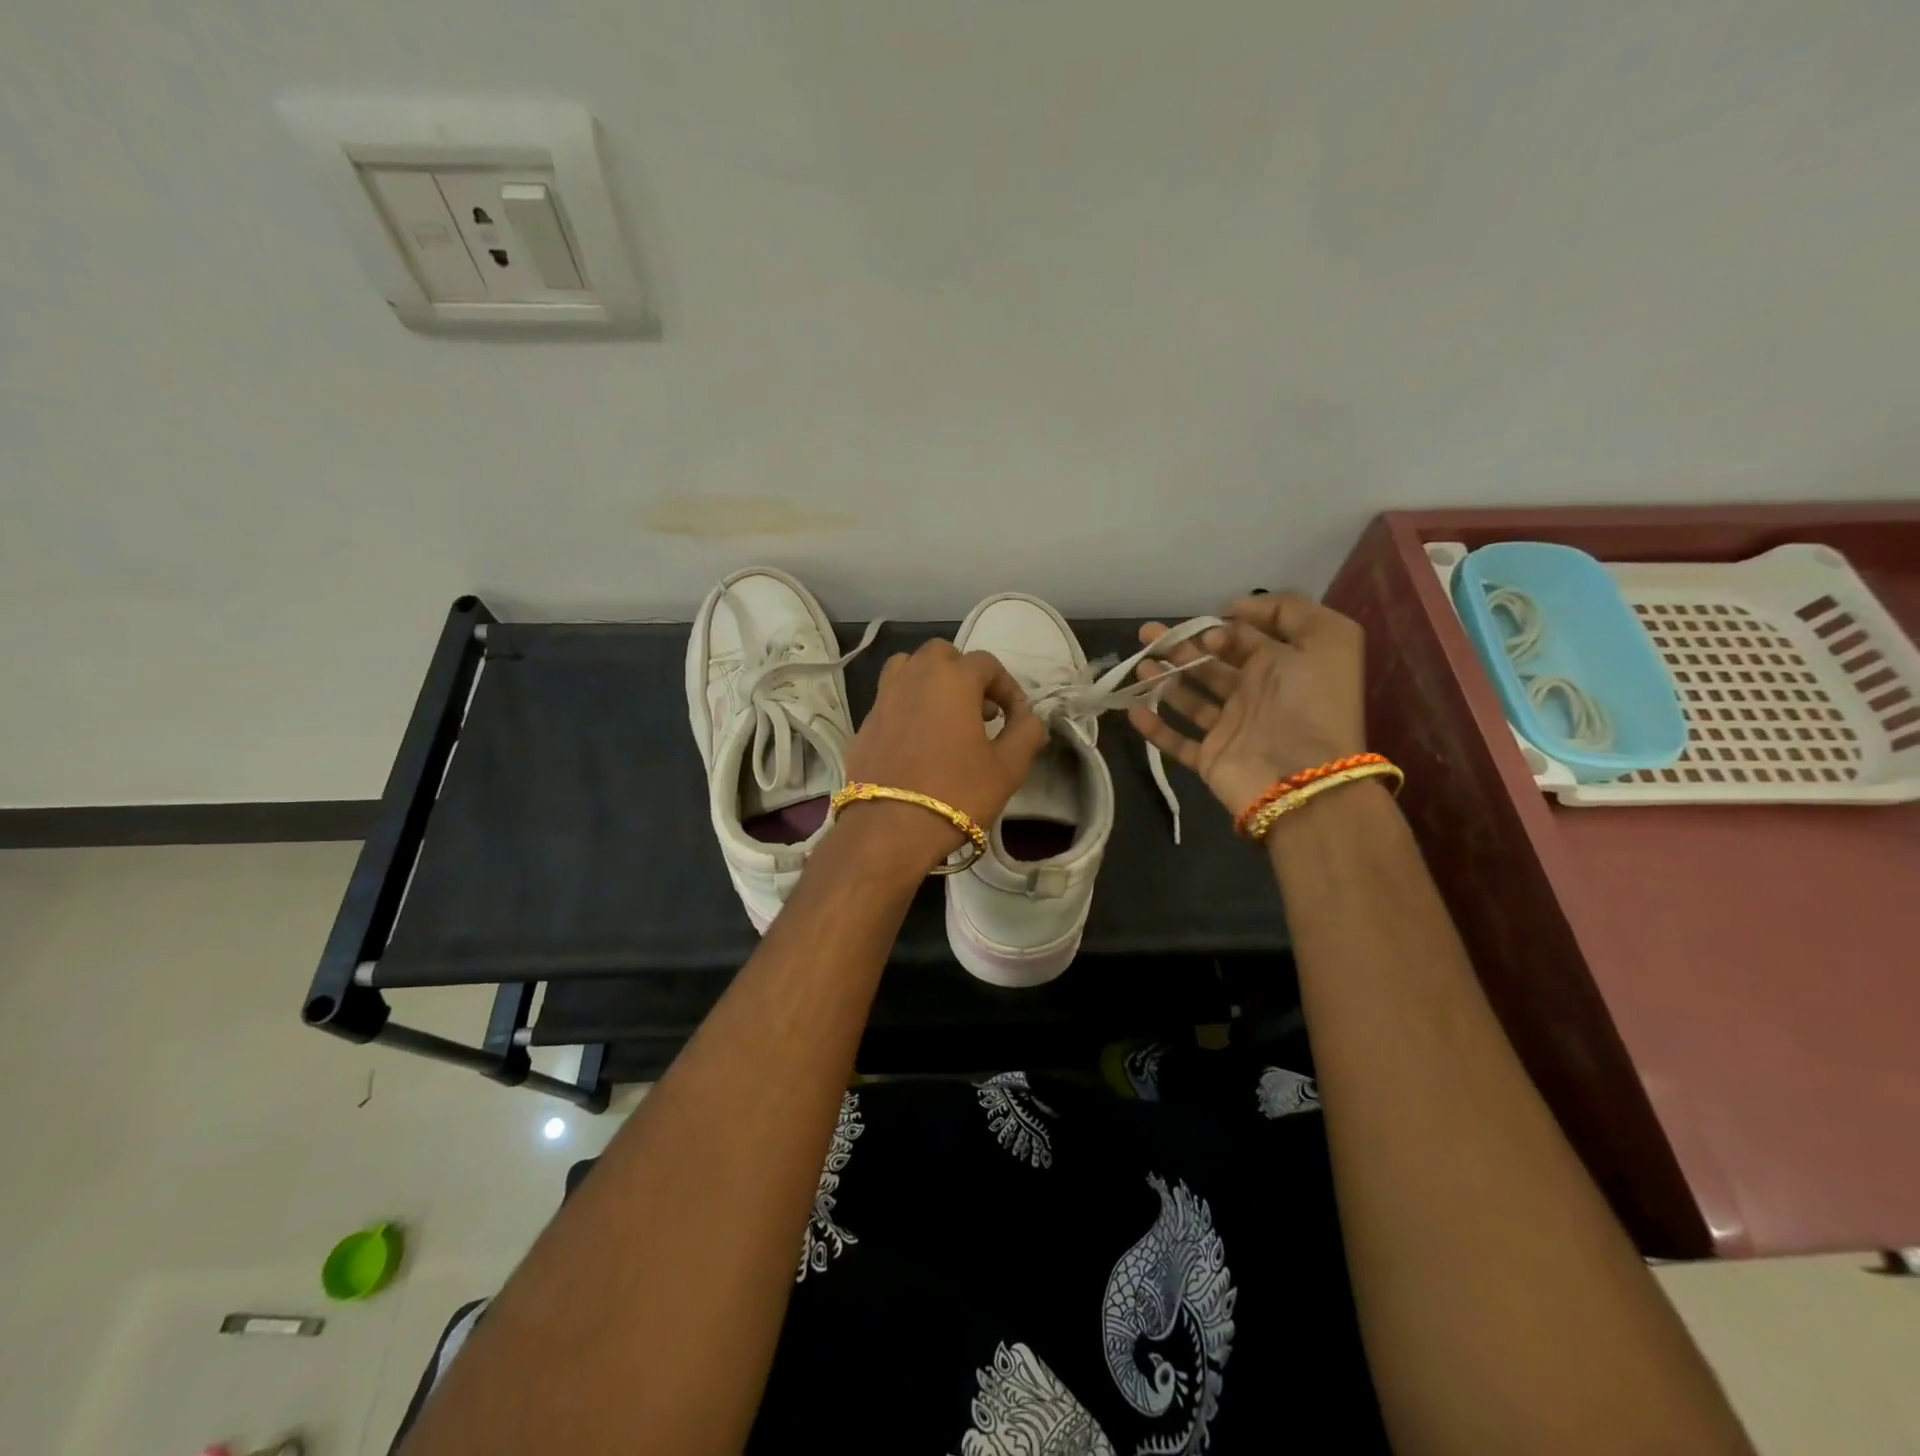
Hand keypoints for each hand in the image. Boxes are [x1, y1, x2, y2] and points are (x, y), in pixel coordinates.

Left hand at [842, 640, 1049, 872]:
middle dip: (964, 673)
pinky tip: (917, 743)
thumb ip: (1026, 732)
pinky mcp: (864, 725)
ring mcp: (883, 699)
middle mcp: (914, 677)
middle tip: (979, 710)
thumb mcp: (1008, 767)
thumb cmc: (958, 793)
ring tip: (944, 716)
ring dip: (930, 681)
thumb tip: (1030, 717)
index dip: (1007, 687)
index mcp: (952, 679)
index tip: (1015, 717)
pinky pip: (889, 701)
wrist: (890, 828)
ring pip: (907, 668)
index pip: (986, 663)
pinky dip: (907, 708)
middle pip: (941, 654)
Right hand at [1126, 592, 1366, 815]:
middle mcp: (1254, 694)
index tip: (1207, 631)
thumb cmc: (1314, 703)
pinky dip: (1155, 729)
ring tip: (1141, 666)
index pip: (1243, 638)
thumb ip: (1289, 610)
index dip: (1222, 628)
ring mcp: (1231, 728)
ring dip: (1164, 679)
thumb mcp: (1327, 638)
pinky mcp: (1211, 758)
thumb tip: (1235, 610)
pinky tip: (1133, 711)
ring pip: (1190, 699)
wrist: (1306, 776)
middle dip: (1179, 646)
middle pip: (1209, 664)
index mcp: (1281, 665)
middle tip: (1148, 634)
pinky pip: (1178, 743)